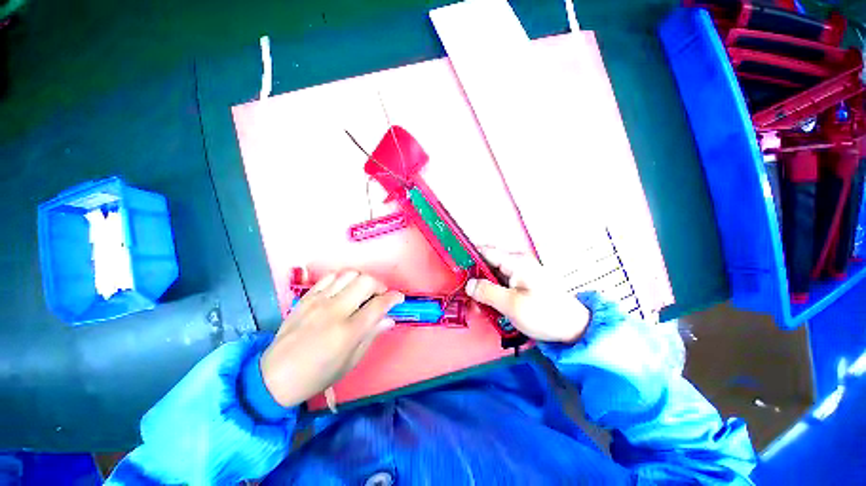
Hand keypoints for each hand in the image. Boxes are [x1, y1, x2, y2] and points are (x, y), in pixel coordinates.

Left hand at [260, 271, 403, 406]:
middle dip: (380, 286)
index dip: (394, 298)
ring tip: (362, 293)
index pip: (379, 305)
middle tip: (379, 296)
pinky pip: (329, 277)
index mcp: (348, 331)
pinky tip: (342, 291)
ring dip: (362, 280)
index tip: (399, 298)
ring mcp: (318, 301)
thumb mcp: (350, 362)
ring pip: (349, 274)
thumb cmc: (317, 375)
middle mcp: (335, 310)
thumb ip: (371, 336)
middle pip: (366, 282)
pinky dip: (342, 280)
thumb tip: (389, 319)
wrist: (274, 377)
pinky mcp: (306, 298)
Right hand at [465, 248, 589, 343]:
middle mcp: (517, 262)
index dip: (469, 257)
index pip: (485, 251)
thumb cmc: (543, 314)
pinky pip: (501, 283)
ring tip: (477, 305)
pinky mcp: (522, 283)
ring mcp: (520, 272)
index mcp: (516, 262)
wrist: (574, 328)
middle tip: (466, 294)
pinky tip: (489, 305)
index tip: (455, 267)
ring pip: (493, 275)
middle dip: (474, 278)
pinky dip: (492, 292)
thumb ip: (487, 292)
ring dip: (483, 288)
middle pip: (487, 263)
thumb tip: (469, 284)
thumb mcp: (511, 305)